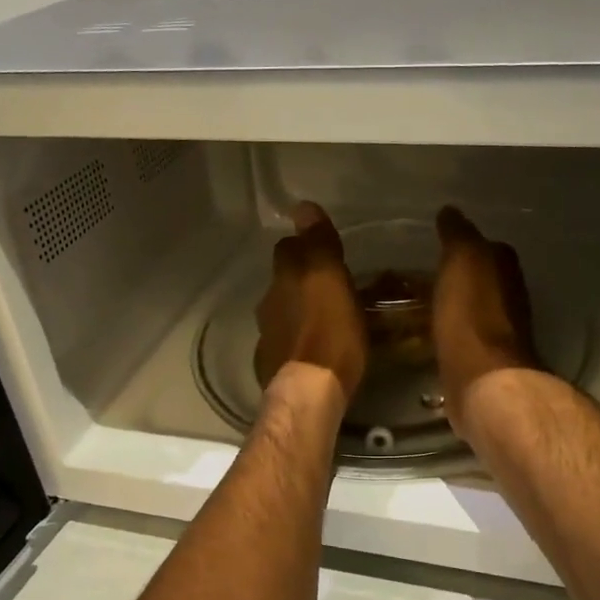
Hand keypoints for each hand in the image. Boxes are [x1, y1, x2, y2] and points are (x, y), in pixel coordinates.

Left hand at [255, 202, 366, 406]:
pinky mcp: (272, 366)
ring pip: (282, 312)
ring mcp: (268, 337)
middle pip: (283, 281)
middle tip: (329, 286)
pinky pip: (285, 343)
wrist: (309, 392)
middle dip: (301, 280)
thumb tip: (302, 206)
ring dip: (299, 311)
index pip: (289, 249)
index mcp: (285, 279)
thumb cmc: (330, 332)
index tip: (323, 250)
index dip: (304, 246)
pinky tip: (313, 349)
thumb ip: (318, 244)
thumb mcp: (331, 280)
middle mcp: (270, 303)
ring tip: (325, 319)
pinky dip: (297, 340)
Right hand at [434, 206, 537, 424]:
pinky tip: (432, 333)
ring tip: (424, 303)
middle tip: (425, 274)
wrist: (483, 379)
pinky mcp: (485, 361)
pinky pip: (464, 336)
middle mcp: (510, 296)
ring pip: (474, 308)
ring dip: (455, 304)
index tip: (439, 244)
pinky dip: (451, 331)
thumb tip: (451, 211)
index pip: (487, 246)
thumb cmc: (471, 313)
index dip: (465, 244)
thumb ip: (458, 234)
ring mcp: (500, 331)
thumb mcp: (462, 260)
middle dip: (460, 275)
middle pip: (483, 278)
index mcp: (505, 267)